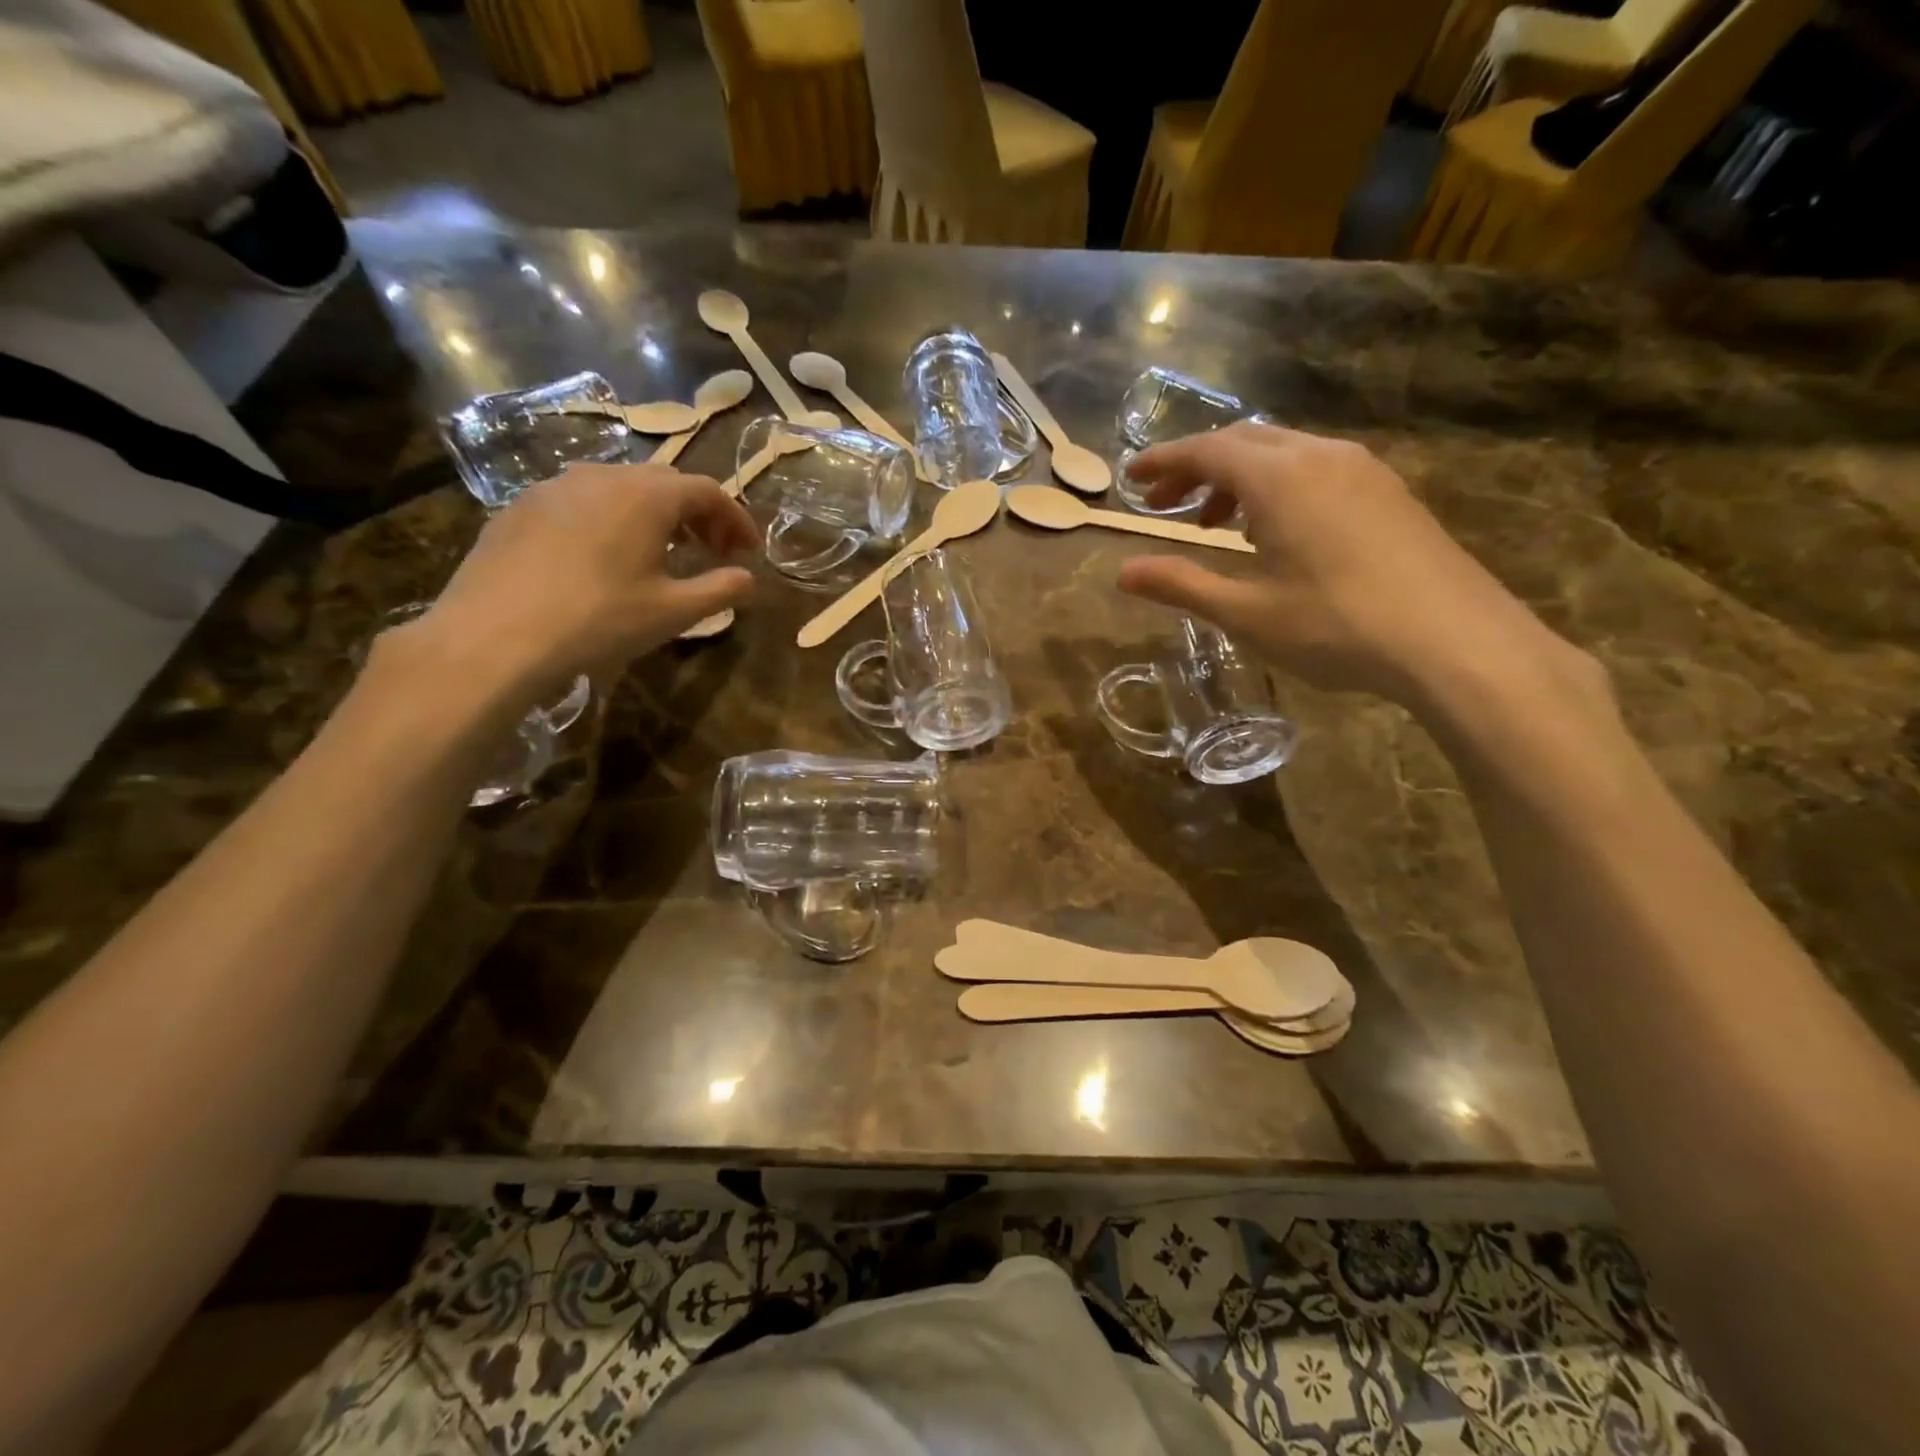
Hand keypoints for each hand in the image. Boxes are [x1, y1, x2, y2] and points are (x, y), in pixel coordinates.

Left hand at [402, 463, 755, 707]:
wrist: (494, 636)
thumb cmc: (598, 620)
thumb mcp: (673, 612)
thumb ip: (720, 590)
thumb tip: (749, 579)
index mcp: (646, 496)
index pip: (707, 491)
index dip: (735, 518)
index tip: (748, 550)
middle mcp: (602, 477)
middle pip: (664, 482)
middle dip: (697, 513)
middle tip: (711, 550)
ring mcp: (554, 487)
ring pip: (619, 487)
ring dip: (653, 513)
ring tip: (660, 552)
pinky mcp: (520, 507)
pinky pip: (580, 501)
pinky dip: (609, 519)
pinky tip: (603, 557)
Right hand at [1117, 422, 1590, 707]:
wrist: (1454, 641)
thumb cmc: (1336, 626)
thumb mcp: (1245, 612)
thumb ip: (1180, 584)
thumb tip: (1123, 572)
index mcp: (1279, 478)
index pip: (1206, 451)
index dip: (1163, 461)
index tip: (1131, 476)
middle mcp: (1320, 457)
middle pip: (1244, 442)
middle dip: (1197, 468)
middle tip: (1163, 504)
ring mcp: (1362, 470)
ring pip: (1283, 453)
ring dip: (1238, 478)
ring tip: (1214, 524)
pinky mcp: (1388, 492)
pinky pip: (1316, 469)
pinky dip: (1277, 487)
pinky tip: (1275, 532)